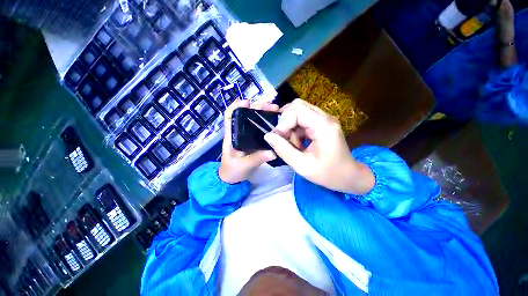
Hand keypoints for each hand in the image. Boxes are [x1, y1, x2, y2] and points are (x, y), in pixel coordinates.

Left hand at [218, 100, 278, 183]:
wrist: (233, 179)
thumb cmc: (232, 171)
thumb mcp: (243, 165)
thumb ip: (257, 159)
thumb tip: (273, 152)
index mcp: (231, 136)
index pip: (229, 116)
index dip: (236, 106)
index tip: (248, 102)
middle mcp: (239, 133)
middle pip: (245, 115)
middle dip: (257, 107)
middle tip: (272, 106)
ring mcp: (247, 136)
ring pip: (254, 120)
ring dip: (263, 113)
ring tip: (276, 110)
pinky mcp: (253, 141)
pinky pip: (260, 129)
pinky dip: (267, 124)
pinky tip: (276, 123)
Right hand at [264, 99, 374, 193]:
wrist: (349, 176)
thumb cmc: (328, 174)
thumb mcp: (302, 166)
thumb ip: (283, 150)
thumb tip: (267, 136)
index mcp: (324, 126)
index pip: (297, 109)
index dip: (283, 122)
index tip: (278, 138)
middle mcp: (325, 117)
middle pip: (297, 106)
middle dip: (285, 122)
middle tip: (284, 140)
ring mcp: (324, 119)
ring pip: (298, 112)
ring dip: (290, 127)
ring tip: (293, 145)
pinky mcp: (321, 123)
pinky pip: (302, 120)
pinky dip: (295, 130)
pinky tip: (298, 144)